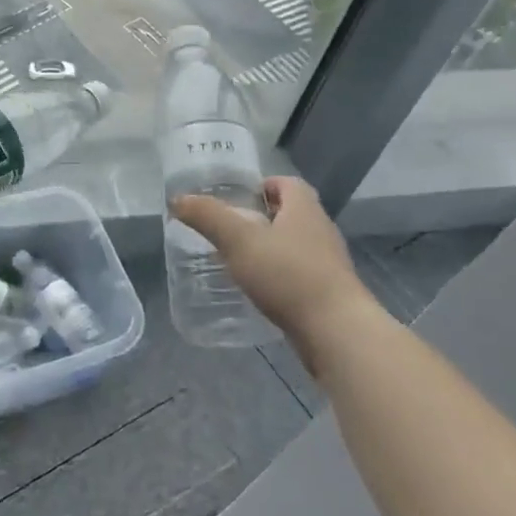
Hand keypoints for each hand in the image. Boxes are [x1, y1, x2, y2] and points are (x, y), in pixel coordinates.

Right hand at [171, 177, 378, 368]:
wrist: (337, 332)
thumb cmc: (288, 275)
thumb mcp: (239, 240)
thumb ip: (208, 217)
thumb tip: (178, 199)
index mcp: (304, 209)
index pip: (287, 183)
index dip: (263, 185)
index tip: (238, 198)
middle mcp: (321, 230)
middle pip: (291, 213)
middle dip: (262, 217)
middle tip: (230, 228)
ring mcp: (329, 264)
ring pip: (295, 245)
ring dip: (270, 248)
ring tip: (239, 260)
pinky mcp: (330, 293)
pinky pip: (300, 273)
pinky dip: (279, 275)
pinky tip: (260, 289)